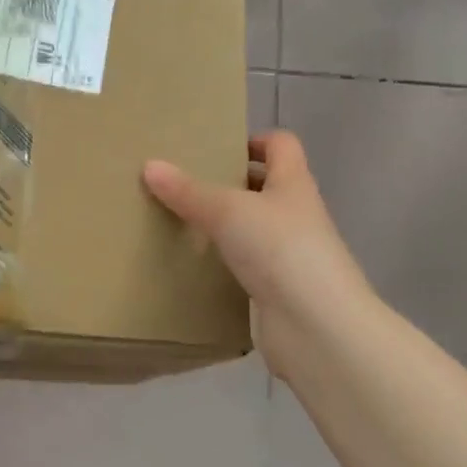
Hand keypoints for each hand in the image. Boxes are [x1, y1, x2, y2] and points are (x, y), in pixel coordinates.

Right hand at [143, 131, 368, 375]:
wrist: (317, 326)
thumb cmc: (280, 250)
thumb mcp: (228, 211)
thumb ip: (188, 191)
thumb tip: (149, 165)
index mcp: (293, 183)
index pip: (281, 145)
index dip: (253, 141)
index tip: (216, 148)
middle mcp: (295, 214)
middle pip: (264, 187)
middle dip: (228, 184)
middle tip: (184, 184)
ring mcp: (288, 254)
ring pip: (252, 229)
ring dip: (223, 226)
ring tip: (178, 222)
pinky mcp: (276, 289)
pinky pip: (245, 266)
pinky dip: (223, 263)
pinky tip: (192, 265)